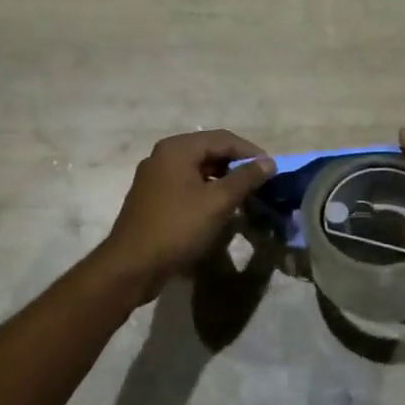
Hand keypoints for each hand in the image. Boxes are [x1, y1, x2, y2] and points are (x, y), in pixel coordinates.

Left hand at [96, 131, 275, 303]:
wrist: (131, 266)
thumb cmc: (177, 228)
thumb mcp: (217, 202)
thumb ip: (245, 179)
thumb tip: (268, 162)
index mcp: (177, 148)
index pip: (223, 138)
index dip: (250, 152)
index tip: (272, 170)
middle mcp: (163, 155)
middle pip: (209, 150)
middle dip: (236, 165)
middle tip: (260, 184)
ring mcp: (155, 176)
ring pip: (198, 169)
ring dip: (223, 179)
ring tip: (245, 197)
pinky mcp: (153, 197)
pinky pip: (186, 184)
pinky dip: (206, 191)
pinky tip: (219, 208)